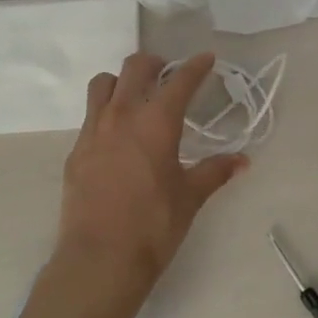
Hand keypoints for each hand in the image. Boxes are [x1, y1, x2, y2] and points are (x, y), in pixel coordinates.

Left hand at [52, 52, 247, 317]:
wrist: (99, 258)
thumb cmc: (153, 226)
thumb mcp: (190, 197)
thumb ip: (215, 172)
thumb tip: (242, 160)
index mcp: (156, 121)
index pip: (180, 81)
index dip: (196, 66)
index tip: (206, 59)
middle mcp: (122, 115)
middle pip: (135, 67)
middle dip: (154, 64)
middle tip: (167, 74)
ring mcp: (93, 131)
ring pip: (103, 84)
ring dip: (121, 81)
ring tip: (135, 97)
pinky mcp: (76, 151)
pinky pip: (90, 117)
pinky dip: (105, 114)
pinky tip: (116, 139)